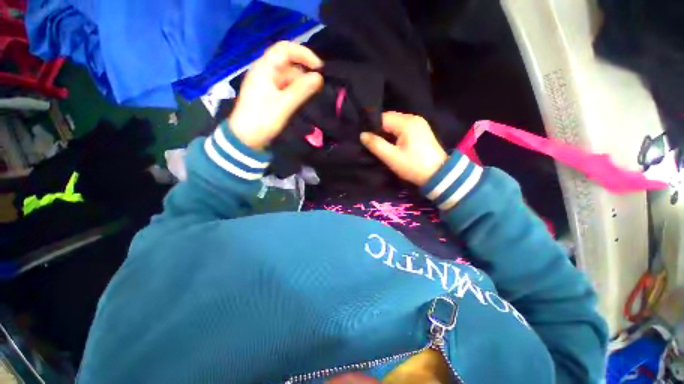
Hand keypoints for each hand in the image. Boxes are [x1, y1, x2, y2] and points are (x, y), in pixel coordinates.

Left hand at [229, 41, 323, 149]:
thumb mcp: (284, 104)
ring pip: (288, 78)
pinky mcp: (269, 96)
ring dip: (301, 85)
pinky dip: (296, 92)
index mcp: (265, 68)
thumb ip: (302, 90)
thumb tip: (319, 77)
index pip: (286, 49)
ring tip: (313, 97)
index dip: (304, 54)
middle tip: (319, 88)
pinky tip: (302, 101)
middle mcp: (265, 72)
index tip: (320, 68)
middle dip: (305, 73)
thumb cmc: (263, 119)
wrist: (245, 138)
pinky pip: (286, 88)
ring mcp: (267, 84)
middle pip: (289, 64)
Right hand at [361, 112, 447, 186]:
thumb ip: (376, 145)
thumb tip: (362, 135)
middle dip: (380, 130)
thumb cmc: (413, 166)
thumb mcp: (392, 157)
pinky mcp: (421, 130)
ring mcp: (419, 123)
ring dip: (388, 132)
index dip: (373, 127)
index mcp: (406, 123)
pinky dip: (396, 133)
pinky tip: (393, 144)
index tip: (367, 139)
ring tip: (382, 145)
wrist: (438, 174)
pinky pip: (403, 127)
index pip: (383, 118)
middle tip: (373, 143)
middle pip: (390, 119)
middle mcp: (413, 118)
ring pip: (396, 123)